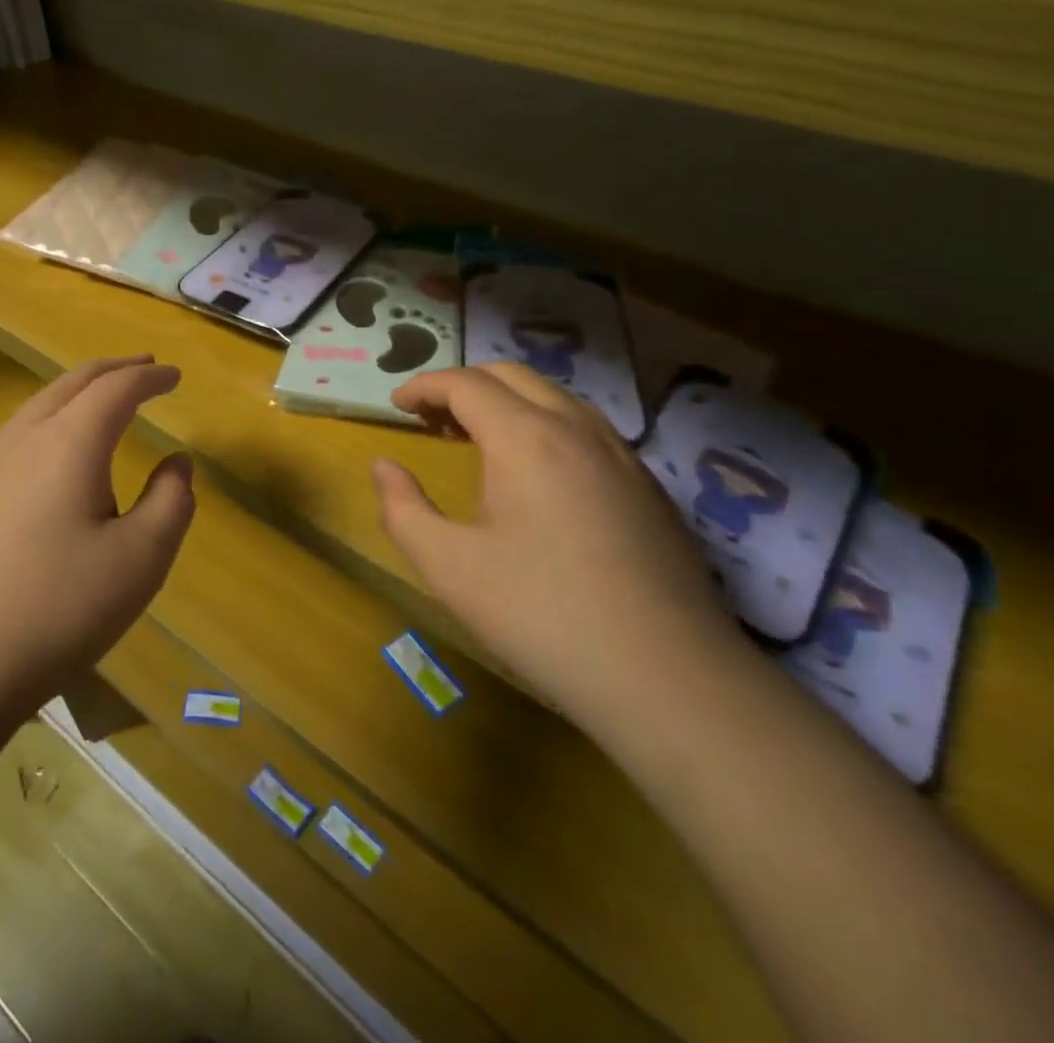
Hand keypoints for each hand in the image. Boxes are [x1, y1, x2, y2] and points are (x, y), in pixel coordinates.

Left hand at [0, 356, 195, 720]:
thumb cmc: (57, 610)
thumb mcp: (140, 561)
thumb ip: (170, 502)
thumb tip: (177, 463)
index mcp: (69, 443)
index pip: (117, 389)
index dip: (150, 378)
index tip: (175, 376)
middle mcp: (24, 439)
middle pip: (72, 383)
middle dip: (113, 370)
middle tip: (145, 368)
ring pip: (39, 404)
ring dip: (79, 391)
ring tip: (105, 399)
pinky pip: (18, 433)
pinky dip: (52, 418)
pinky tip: (56, 451)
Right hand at [372, 363, 742, 731]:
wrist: (670, 679)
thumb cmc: (542, 616)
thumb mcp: (449, 567)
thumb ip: (402, 509)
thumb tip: (383, 467)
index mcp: (525, 437)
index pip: (465, 383)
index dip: (424, 386)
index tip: (397, 405)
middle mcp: (576, 428)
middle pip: (511, 375)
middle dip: (463, 385)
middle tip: (432, 419)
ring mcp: (621, 454)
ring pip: (554, 396)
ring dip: (507, 402)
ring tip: (478, 440)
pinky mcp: (648, 486)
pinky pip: (585, 427)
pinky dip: (545, 425)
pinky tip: (538, 475)